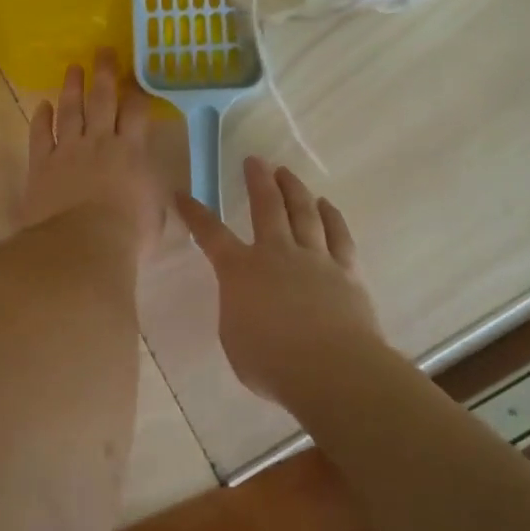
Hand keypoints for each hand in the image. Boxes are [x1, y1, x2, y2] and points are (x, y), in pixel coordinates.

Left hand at [23, 50, 166, 253]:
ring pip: (71, 110)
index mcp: (132, 152)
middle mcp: (100, 142)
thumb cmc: (128, 235)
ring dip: (72, 87)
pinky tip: (42, 105)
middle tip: (102, 50)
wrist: (83, 244)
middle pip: (103, 100)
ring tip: (73, 68)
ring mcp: (68, 150)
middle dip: (104, 73)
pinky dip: (41, 118)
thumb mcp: (156, 215)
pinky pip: (41, 134)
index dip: (137, 92)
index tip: (136, 77)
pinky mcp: (42, 163)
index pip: (136, 113)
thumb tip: (158, 187)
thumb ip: (154, 193)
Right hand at [176, 157, 380, 401]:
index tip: (183, 194)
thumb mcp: (234, 339)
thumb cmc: (271, 363)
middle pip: (266, 206)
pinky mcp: (346, 272)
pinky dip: (332, 217)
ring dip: (293, 189)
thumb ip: (237, 312)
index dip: (195, 213)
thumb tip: (245, 302)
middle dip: (257, 181)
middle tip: (254, 160)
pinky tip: (327, 205)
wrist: (332, 370)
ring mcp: (314, 259)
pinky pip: (339, 235)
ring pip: (303, 213)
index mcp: (240, 271)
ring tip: (287, 172)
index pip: (211, 234)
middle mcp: (276, 254)